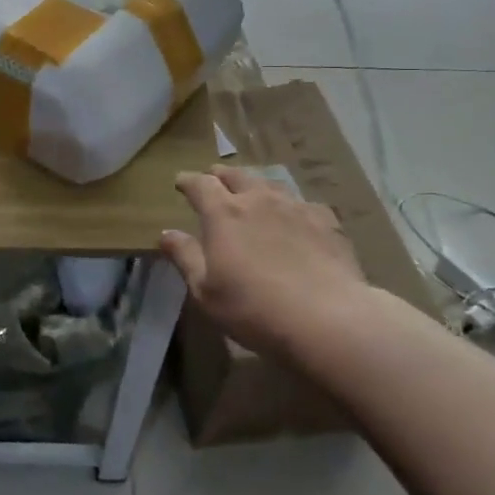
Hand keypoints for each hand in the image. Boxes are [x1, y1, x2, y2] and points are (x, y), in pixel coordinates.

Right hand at [161, 165, 377, 359]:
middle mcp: (258, 200)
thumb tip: (166, 233)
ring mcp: (295, 208)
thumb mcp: (205, 291)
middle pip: (236, 175)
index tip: (180, 182)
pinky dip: (290, 206)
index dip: (188, 181)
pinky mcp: (326, 222)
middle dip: (221, 175)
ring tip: (253, 193)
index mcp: (224, 213)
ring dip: (256, 185)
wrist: (327, 319)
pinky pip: (302, 203)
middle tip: (214, 179)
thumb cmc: (254, 308)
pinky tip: (295, 217)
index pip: (200, 185)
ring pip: (271, 184)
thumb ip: (185, 257)